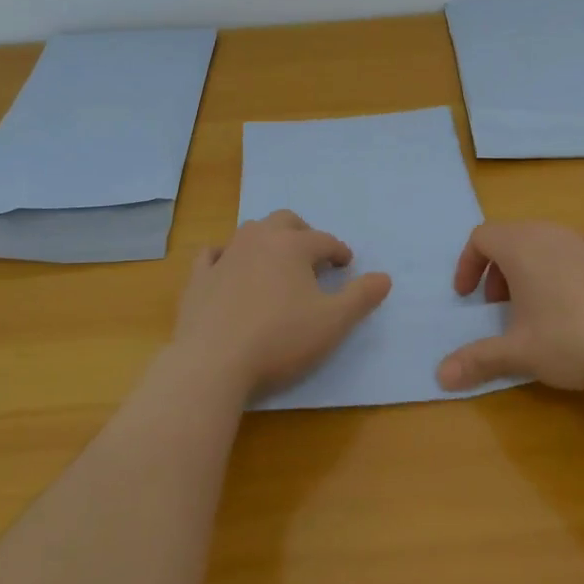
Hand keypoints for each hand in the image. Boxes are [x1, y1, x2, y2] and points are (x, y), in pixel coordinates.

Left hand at [174, 210, 391, 397]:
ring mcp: (225, 255)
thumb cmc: (280, 339)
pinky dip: (225, 255)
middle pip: (285, 221)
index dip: (338, 251)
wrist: (213, 362)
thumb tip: (384, 277)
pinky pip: (213, 254)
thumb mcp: (333, 323)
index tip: (346, 265)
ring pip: (250, 231)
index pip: (324, 240)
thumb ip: (361, 297)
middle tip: (313, 255)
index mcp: (292, 245)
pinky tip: (228, 267)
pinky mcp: (199, 277)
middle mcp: (258, 239)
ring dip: (268, 240)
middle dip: (303, 233)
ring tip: (277, 262)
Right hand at [436, 222, 583, 393]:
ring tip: (536, 303)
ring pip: (546, 239)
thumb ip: (477, 359)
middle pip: (511, 236)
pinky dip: (576, 258)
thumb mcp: (517, 353)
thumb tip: (441, 376)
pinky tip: (580, 281)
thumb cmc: (569, 340)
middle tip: (499, 306)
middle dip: (498, 269)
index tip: (468, 298)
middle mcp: (550, 234)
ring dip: (531, 265)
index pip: (481, 238)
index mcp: (520, 247)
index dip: (468, 264)